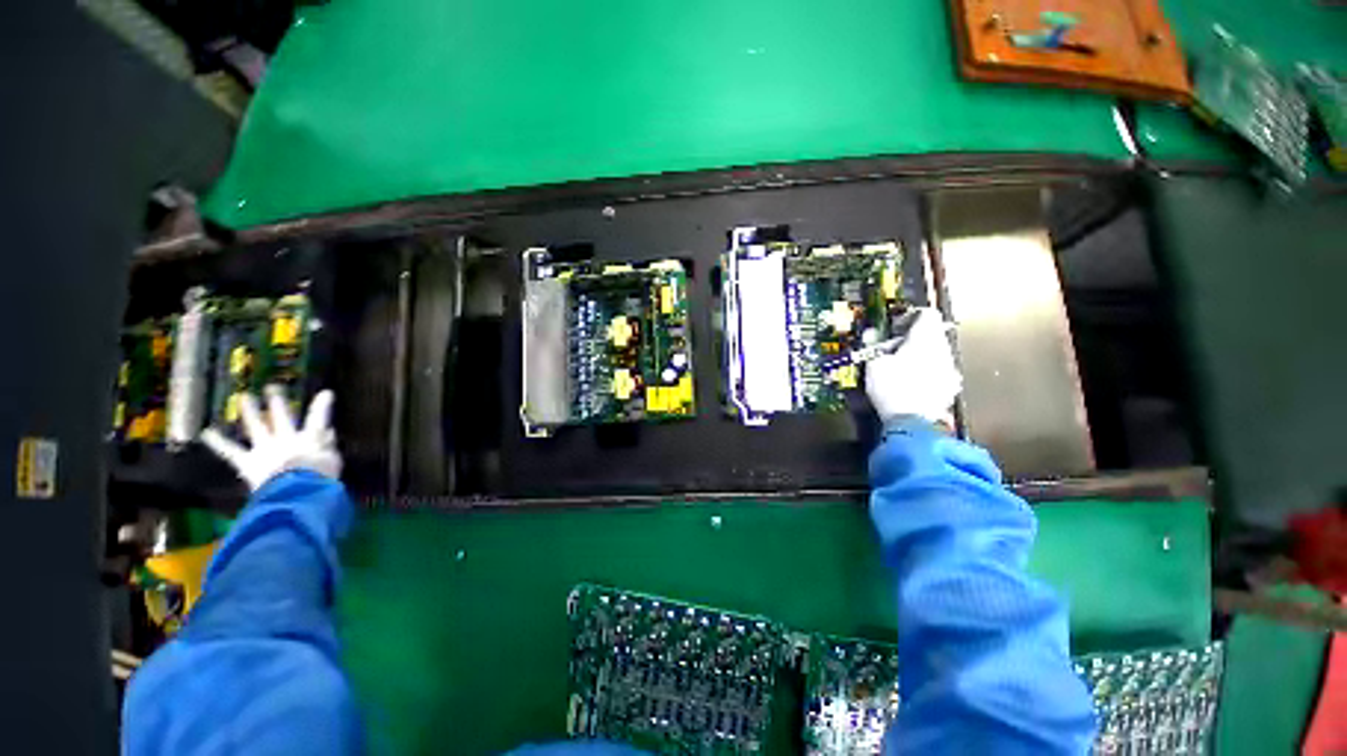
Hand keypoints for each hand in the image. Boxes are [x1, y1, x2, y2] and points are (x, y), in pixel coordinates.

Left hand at [201, 387, 341, 490]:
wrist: (295, 490)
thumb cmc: (321, 477)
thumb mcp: (332, 461)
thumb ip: (328, 446)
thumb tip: (329, 431)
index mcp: (309, 439)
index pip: (318, 418)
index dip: (322, 405)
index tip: (326, 392)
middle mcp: (286, 438)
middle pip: (281, 417)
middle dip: (277, 401)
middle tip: (272, 387)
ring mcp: (265, 448)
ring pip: (256, 426)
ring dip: (250, 411)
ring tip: (244, 397)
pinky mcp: (249, 462)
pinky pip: (230, 451)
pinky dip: (217, 442)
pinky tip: (206, 433)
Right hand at [865, 307, 961, 425]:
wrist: (913, 422)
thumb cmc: (892, 388)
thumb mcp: (874, 364)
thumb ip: (874, 346)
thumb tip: (870, 334)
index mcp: (926, 338)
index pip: (927, 314)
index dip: (910, 317)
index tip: (896, 328)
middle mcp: (943, 350)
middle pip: (933, 334)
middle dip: (915, 339)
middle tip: (894, 350)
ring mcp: (950, 369)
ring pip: (937, 354)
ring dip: (922, 357)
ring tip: (901, 369)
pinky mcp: (951, 388)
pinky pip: (939, 372)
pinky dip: (927, 374)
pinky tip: (912, 385)